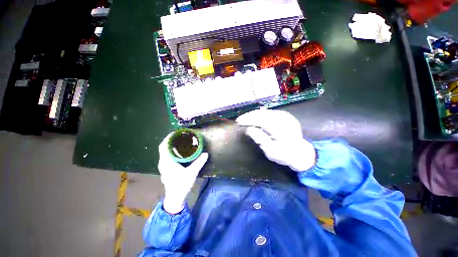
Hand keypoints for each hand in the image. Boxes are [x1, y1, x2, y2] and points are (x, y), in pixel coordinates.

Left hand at [158, 133, 208, 213]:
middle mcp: (162, 162)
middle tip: (179, 137)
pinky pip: (165, 158)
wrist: (175, 197)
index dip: (168, 138)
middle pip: (163, 148)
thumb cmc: (181, 184)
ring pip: (164, 154)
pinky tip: (177, 155)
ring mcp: (162, 167)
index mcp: (166, 161)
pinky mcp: (164, 171)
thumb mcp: (191, 173)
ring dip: (169, 148)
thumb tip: (205, 154)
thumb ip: (198, 163)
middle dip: (170, 141)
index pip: (163, 145)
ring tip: (179, 144)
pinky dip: (169, 154)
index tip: (175, 133)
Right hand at [236, 109, 315, 171]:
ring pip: (267, 111)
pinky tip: (256, 118)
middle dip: (250, 115)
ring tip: (246, 119)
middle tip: (240, 120)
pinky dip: (263, 114)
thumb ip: (260, 140)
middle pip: (264, 113)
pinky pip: (272, 112)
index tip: (238, 122)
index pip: (262, 120)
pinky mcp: (287, 116)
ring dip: (256, 114)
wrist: (300, 152)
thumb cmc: (284, 155)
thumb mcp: (271, 152)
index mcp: (281, 129)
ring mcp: (287, 116)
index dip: (249, 119)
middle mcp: (285, 120)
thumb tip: (249, 129)